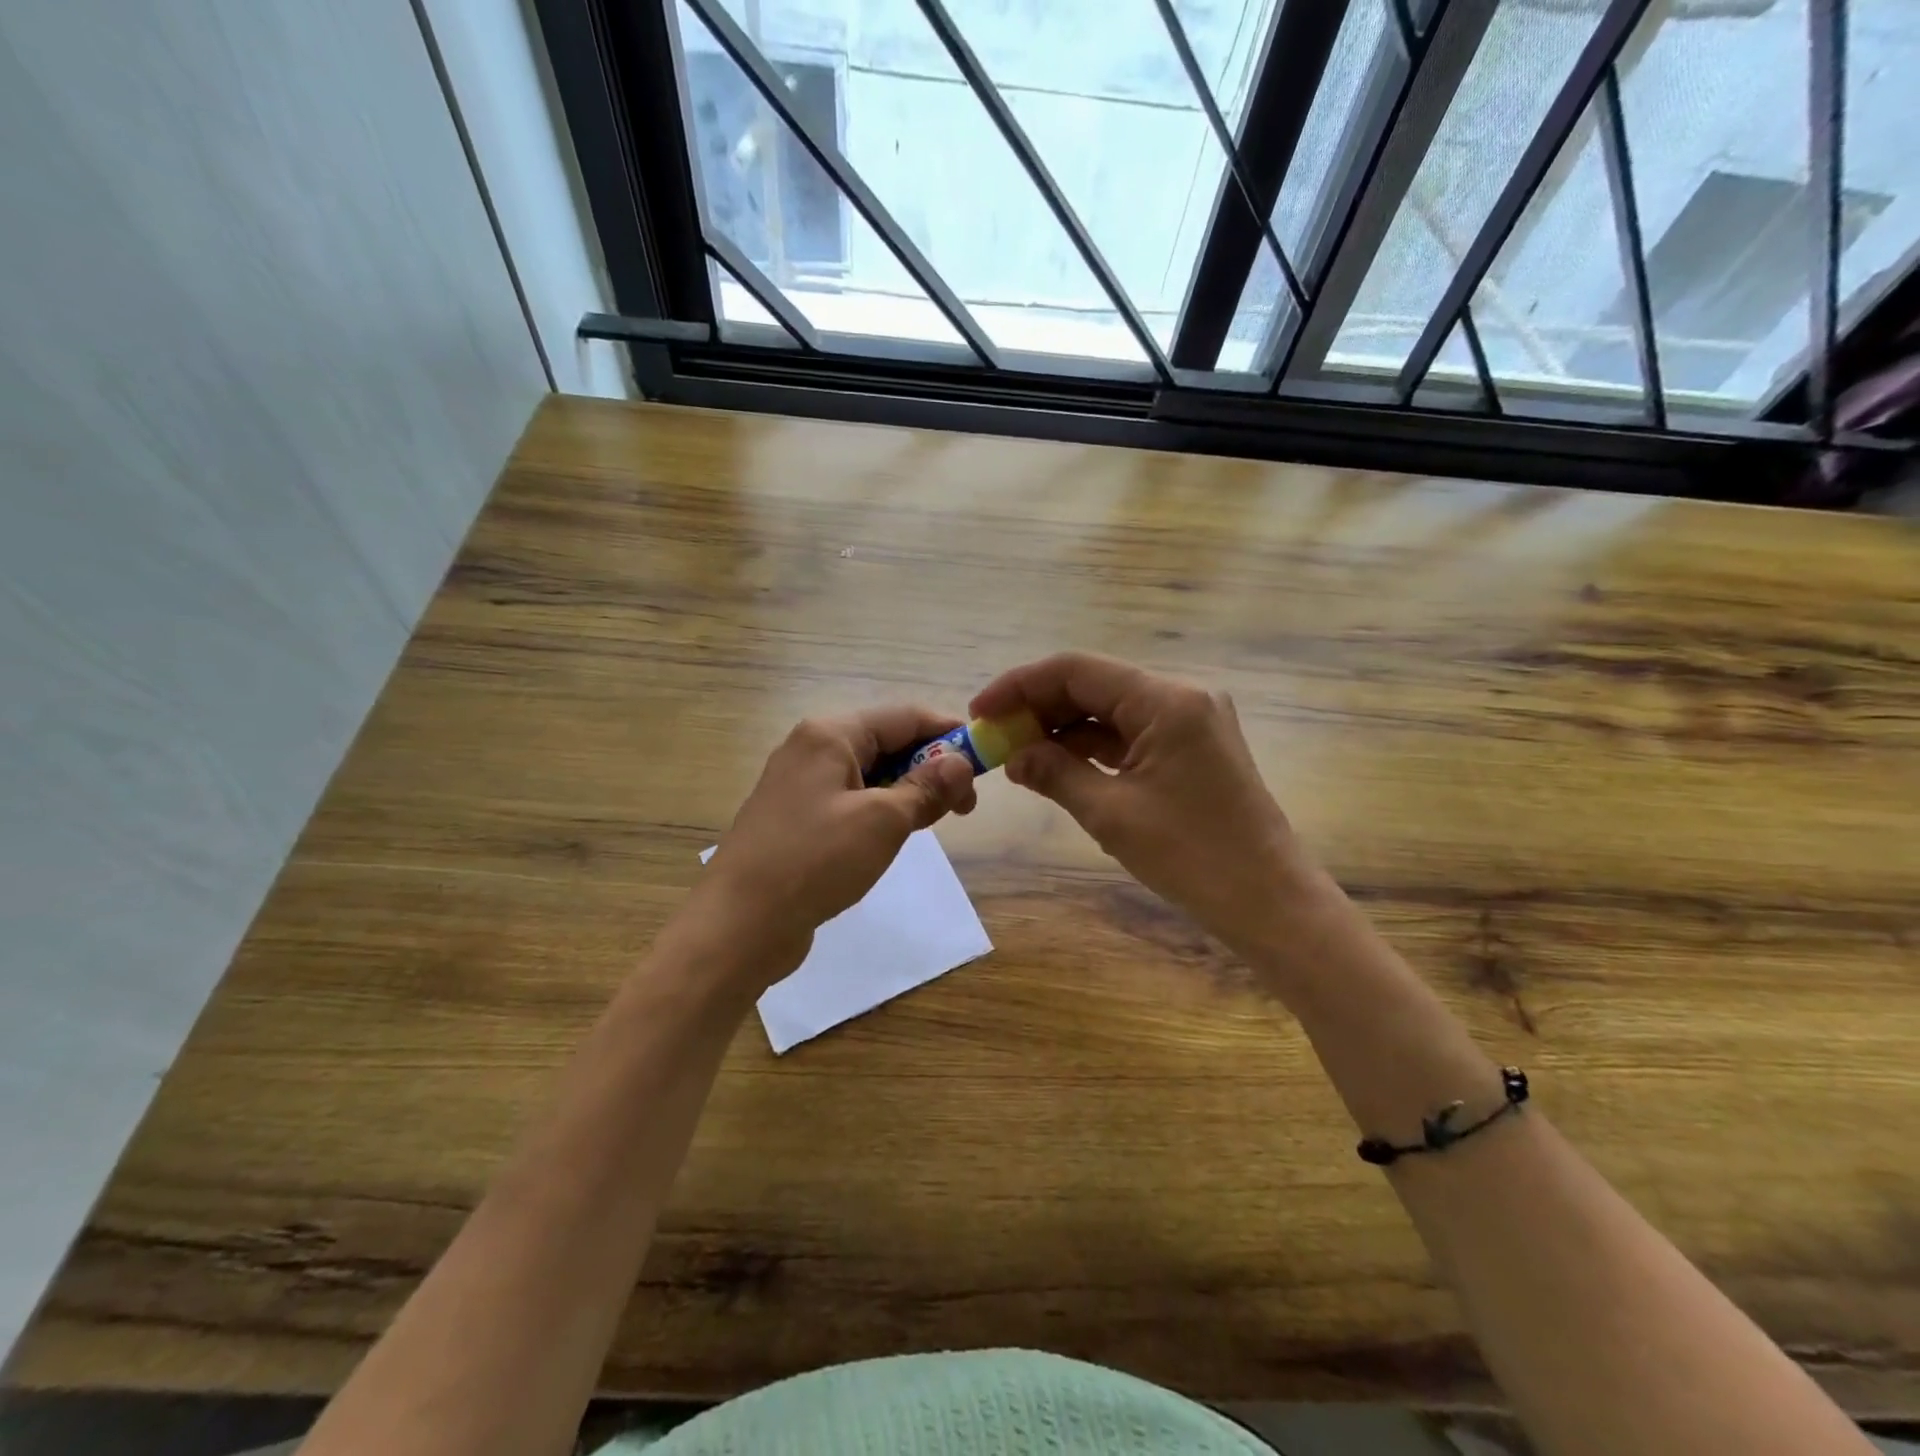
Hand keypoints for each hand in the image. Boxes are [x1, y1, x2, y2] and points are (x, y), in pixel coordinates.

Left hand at [690, 706, 977, 987]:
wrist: (739, 924)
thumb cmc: (815, 861)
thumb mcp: (882, 821)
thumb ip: (925, 788)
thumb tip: (961, 763)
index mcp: (830, 734)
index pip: (904, 716)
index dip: (948, 733)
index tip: (985, 760)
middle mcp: (813, 748)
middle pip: (887, 742)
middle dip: (931, 766)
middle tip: (965, 806)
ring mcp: (801, 785)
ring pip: (871, 774)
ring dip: (909, 791)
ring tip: (937, 821)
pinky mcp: (798, 819)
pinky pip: (852, 800)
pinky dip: (882, 810)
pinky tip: (898, 834)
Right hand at [971, 653, 1308, 953]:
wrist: (1269, 901)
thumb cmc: (1192, 857)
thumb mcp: (1111, 814)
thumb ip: (1055, 774)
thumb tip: (1013, 756)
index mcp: (1165, 701)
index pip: (1076, 670)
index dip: (1020, 685)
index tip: (980, 710)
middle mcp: (1181, 697)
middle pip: (1094, 685)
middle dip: (1040, 708)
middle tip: (995, 738)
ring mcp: (1191, 721)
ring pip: (1110, 711)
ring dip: (1063, 730)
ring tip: (1018, 757)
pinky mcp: (1192, 747)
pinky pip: (1131, 735)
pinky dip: (1093, 749)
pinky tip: (1058, 767)